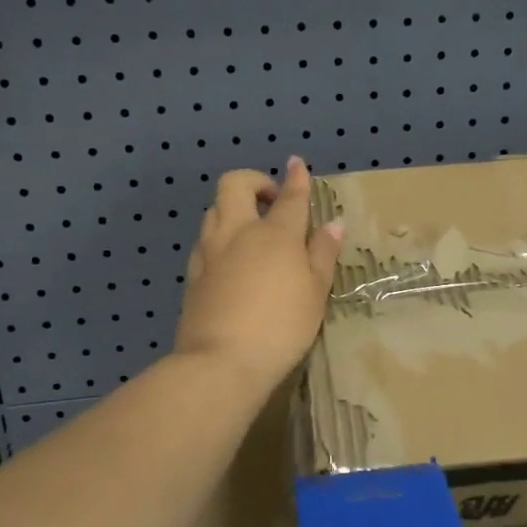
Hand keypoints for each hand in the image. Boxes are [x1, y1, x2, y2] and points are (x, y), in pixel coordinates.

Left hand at [174, 156, 345, 387]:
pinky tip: (230, 261)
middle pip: (235, 184)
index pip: (289, 196)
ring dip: (232, 209)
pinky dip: (219, 238)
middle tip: (270, 202)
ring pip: (214, 210)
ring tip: (251, 231)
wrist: (221, 362)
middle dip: (253, 181)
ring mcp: (210, 252)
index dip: (296, 178)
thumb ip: (322, 255)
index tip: (296, 164)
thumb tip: (333, 224)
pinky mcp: (193, 274)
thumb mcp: (315, 293)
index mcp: (275, 234)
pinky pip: (204, 241)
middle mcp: (238, 232)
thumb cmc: (281, 328)